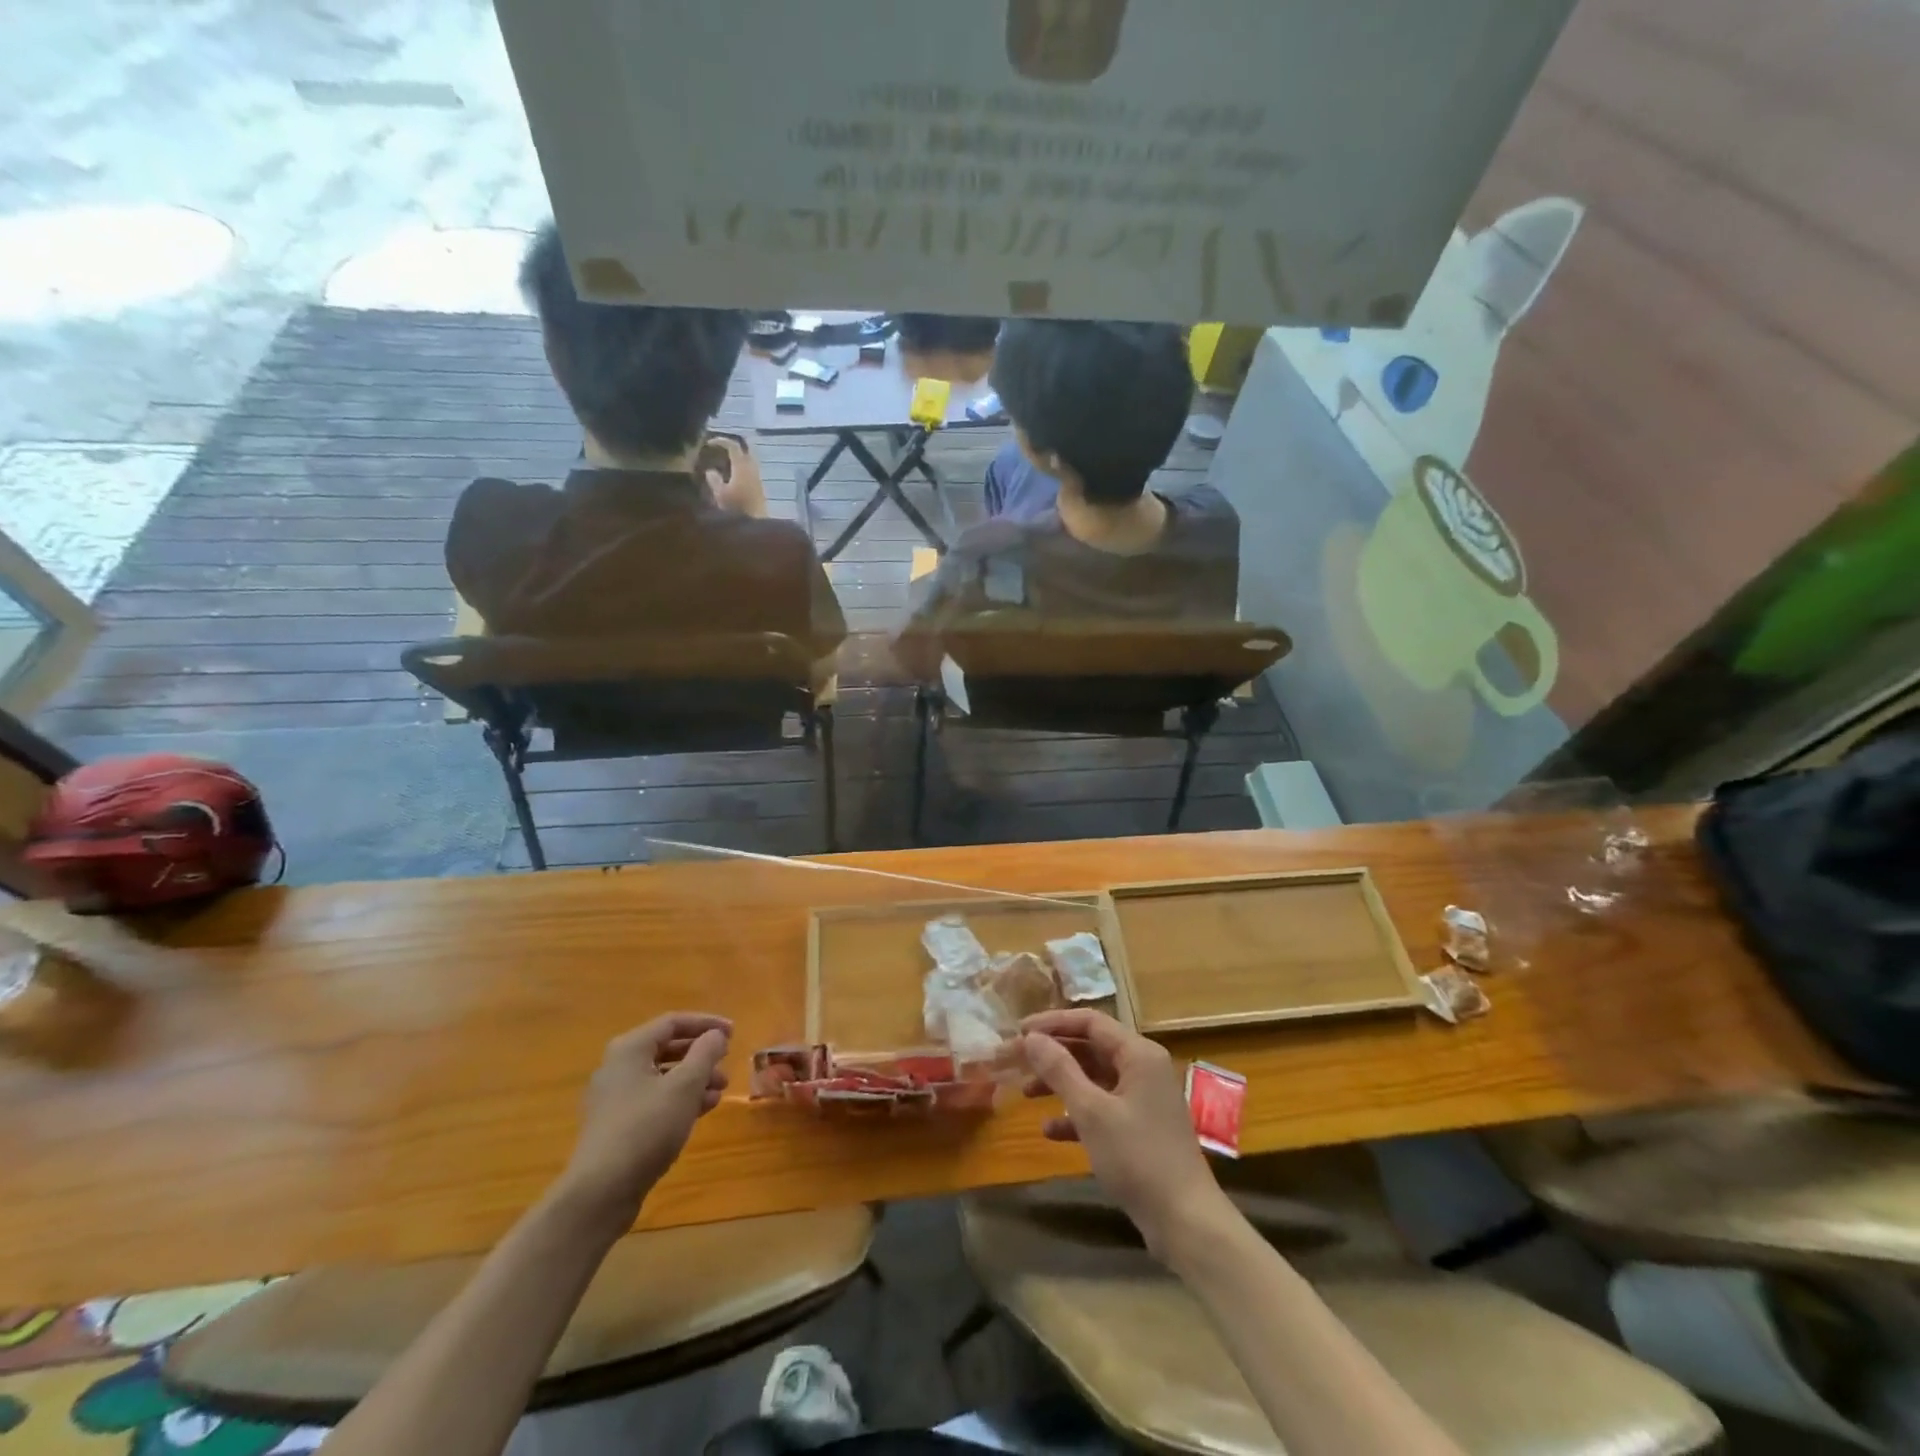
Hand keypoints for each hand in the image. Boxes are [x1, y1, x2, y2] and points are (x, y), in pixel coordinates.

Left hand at [558, 1013, 731, 1226]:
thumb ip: (705, 1053)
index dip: (706, 1024)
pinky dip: (679, 1099)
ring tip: (720, 1091)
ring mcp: (614, 1098)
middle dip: (701, 1055)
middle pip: (667, 1048)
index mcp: (630, 1049)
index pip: (673, 1022)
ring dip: (694, 1079)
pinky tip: (702, 1110)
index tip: (733, 1033)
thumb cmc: (647, 1127)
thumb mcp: (685, 1085)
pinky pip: (654, 1099)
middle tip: (727, 1063)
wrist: (601, 1191)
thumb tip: (715, 1035)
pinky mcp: (617, 1125)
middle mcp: (618, 1067)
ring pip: (662, 1076)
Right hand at [705, 438, 766, 517]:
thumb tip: (710, 471)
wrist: (756, 524)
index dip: (721, 441)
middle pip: (744, 450)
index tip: (709, 442)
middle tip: (719, 449)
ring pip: (749, 461)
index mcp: (742, 466)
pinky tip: (733, 476)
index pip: (733, 445)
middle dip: (732, 447)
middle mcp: (752, 468)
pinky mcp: (760, 488)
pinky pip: (751, 471)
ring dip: (738, 458)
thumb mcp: (720, 494)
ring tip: (724, 462)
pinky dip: (742, 468)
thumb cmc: (737, 508)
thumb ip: (714, 480)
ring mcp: (758, 478)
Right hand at [1021, 1009, 1230, 1260]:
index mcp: (1138, 1054)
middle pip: (1090, 1048)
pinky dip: (1076, 1114)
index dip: (1052, 1023)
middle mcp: (1143, 1068)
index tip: (1018, 1031)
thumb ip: (1060, 1070)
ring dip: (1060, 1083)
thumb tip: (1031, 1037)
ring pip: (1094, 1078)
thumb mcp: (1092, 1112)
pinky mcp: (1140, 1128)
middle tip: (1015, 1061)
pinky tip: (1049, 1130)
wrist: (1186, 1223)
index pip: (1090, 1022)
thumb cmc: (1138, 1158)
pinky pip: (1102, 1108)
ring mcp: (1143, 1099)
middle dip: (1052, 1054)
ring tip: (1025, 1093)